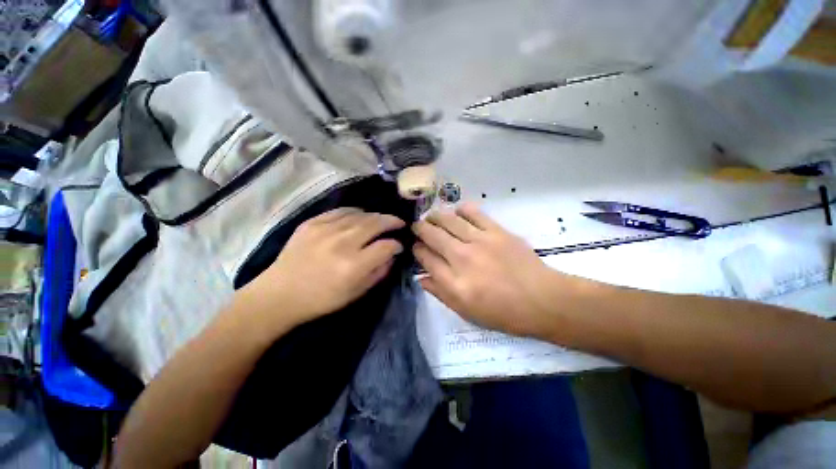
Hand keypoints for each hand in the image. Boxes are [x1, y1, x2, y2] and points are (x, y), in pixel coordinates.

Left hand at [242, 208, 404, 331]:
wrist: (279, 294)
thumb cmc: (321, 299)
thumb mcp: (356, 293)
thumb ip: (379, 272)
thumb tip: (391, 255)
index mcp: (354, 265)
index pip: (386, 246)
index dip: (397, 245)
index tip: (398, 246)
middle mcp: (342, 243)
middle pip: (376, 223)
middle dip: (392, 221)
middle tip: (399, 222)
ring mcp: (325, 230)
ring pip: (360, 215)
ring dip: (375, 216)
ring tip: (381, 219)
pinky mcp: (312, 223)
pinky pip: (340, 211)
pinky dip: (355, 212)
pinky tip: (360, 215)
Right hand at [413, 203, 561, 337]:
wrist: (542, 300)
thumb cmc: (503, 312)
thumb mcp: (466, 312)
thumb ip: (440, 293)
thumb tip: (421, 277)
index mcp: (454, 283)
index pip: (425, 258)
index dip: (417, 250)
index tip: (416, 247)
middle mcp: (462, 258)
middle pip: (432, 235)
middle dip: (420, 229)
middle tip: (417, 227)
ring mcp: (480, 241)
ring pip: (449, 220)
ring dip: (435, 217)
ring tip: (432, 217)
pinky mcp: (496, 231)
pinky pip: (473, 213)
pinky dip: (461, 210)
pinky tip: (457, 212)